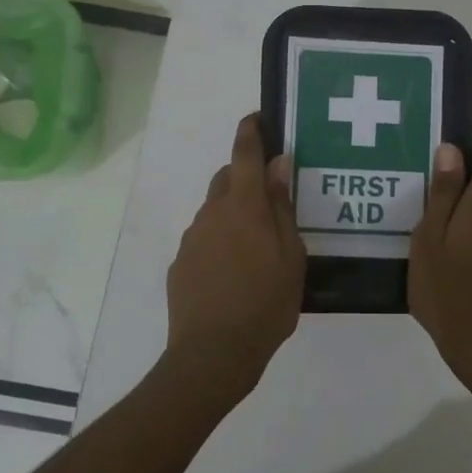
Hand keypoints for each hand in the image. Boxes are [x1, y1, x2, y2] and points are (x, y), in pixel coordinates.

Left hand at [162, 113, 305, 405]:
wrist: (212, 354)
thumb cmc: (265, 303)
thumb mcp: (290, 255)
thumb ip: (281, 207)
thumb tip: (278, 165)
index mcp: (243, 206)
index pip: (245, 154)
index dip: (251, 132)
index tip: (257, 118)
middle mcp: (212, 213)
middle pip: (227, 179)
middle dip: (245, 176)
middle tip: (269, 197)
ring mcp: (192, 239)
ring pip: (214, 210)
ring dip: (233, 213)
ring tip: (256, 244)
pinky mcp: (180, 264)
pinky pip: (204, 239)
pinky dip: (220, 240)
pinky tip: (235, 271)